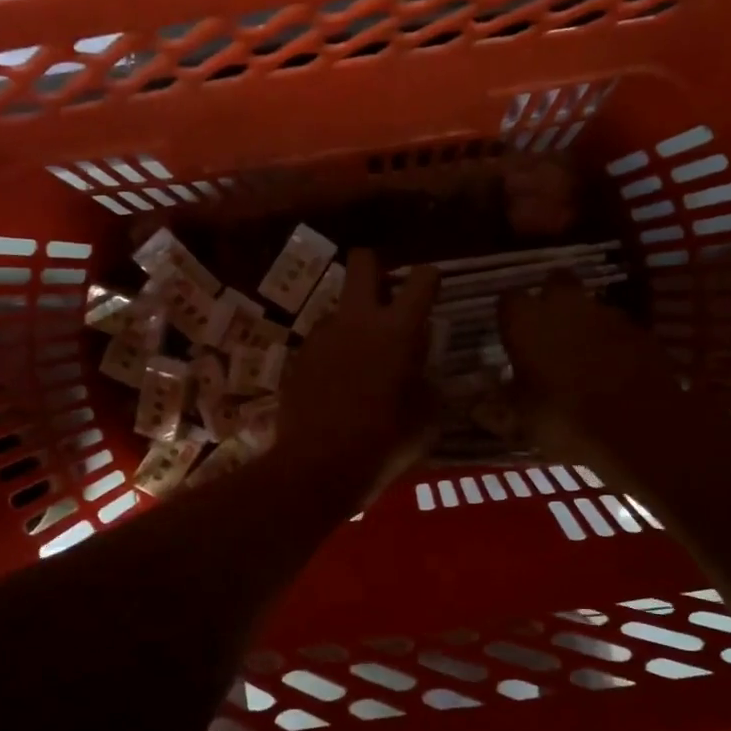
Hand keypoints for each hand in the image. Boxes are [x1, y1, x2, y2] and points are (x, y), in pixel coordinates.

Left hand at [279, 249, 439, 501]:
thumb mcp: (426, 419)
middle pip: (363, 262)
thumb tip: (422, 374)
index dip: (430, 279)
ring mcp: (321, 336)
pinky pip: (323, 342)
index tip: (432, 290)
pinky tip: (337, 387)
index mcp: (396, 331)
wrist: (316, 468)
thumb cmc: (382, 444)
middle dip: (377, 267)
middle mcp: (356, 321)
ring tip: (362, 364)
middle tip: (387, 296)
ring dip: (354, 323)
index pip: (422, 279)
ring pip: (341, 308)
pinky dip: (334, 354)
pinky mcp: (298, 357)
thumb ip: (428, 384)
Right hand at [498, 277, 683, 465]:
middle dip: (550, 301)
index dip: (509, 317)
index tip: (509, 337)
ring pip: (589, 304)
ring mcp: (607, 314)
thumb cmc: (565, 419)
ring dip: (583, 322)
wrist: (640, 427)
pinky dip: (612, 342)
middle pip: (554, 283)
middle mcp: (565, 305)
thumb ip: (497, 409)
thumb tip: (475, 407)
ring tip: (580, 356)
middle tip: (546, 333)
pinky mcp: (640, 330)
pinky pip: (617, 328)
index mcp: (526, 321)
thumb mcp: (522, 421)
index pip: (507, 300)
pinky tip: (612, 369)